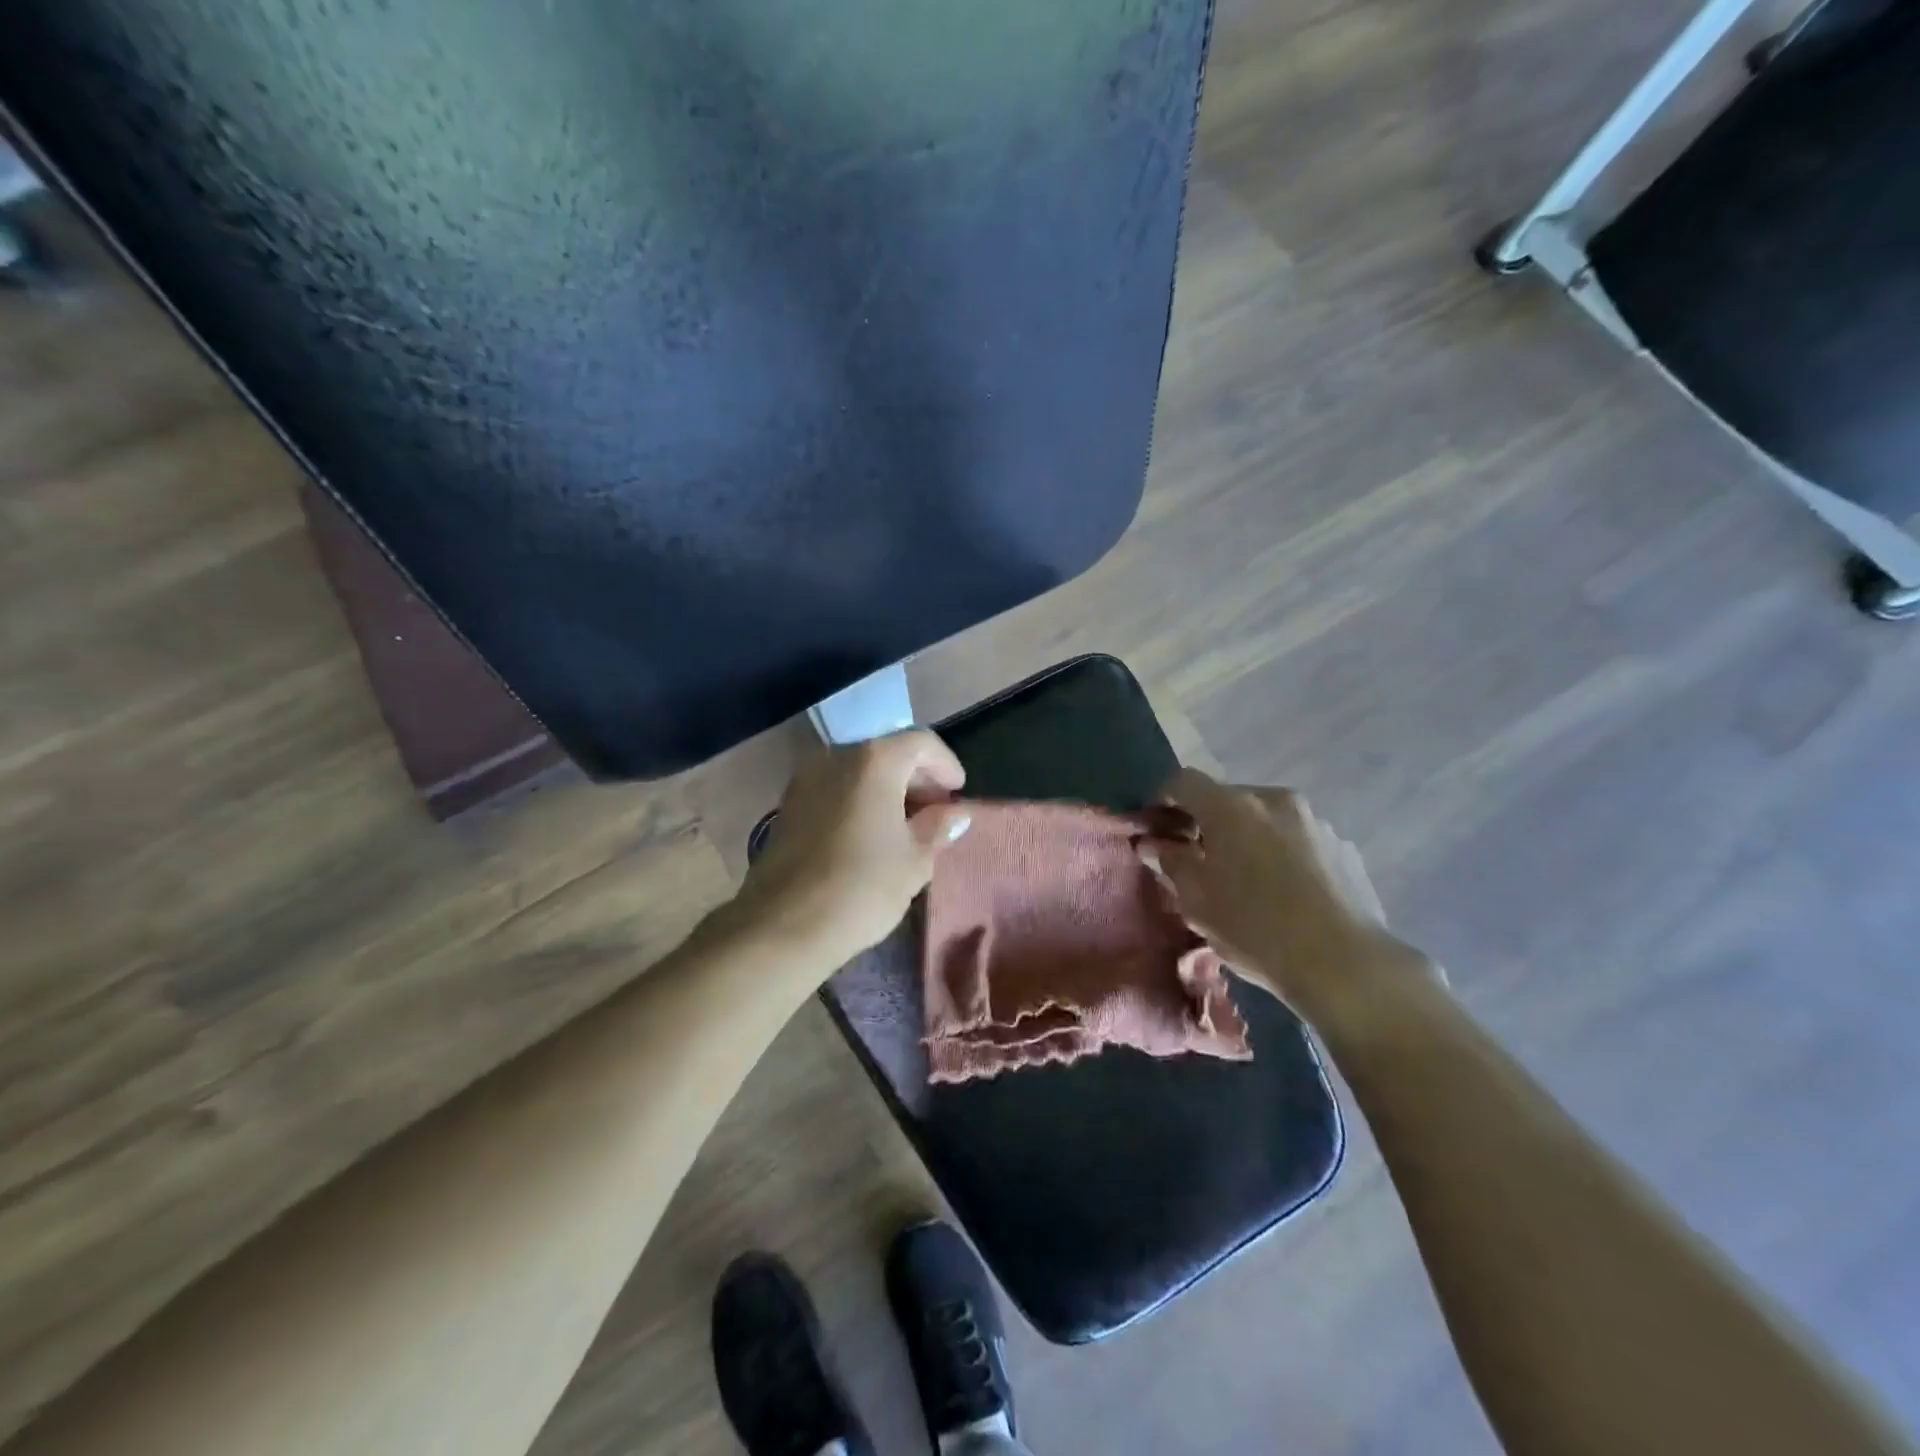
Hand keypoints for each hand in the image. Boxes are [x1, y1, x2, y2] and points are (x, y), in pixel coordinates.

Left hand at [729, 730, 970, 972]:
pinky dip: (860, 800)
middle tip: (938, 811)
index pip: (921, 743)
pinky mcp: (789, 805)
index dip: (946, 764)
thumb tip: (955, 814)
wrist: (782, 926)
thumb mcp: (915, 860)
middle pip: (888, 752)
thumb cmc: (861, 887)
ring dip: (888, 790)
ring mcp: (807, 779)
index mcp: (874, 761)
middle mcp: (837, 757)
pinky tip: (872, 835)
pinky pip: (836, 789)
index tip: (958, 794)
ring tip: (908, 827)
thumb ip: (938, 828)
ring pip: (859, 771)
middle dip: (918, 777)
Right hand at [1145, 768, 1431, 1022]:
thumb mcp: (1197, 901)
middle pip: (1227, 799)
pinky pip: (1297, 839)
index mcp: (1231, 807)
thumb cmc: (1256, 929)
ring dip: (1247, 837)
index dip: (1163, 799)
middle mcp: (1273, 800)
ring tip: (1246, 881)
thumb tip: (1152, 843)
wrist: (1346, 966)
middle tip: (1199, 861)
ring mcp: (1314, 821)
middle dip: (1208, 823)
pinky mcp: (1343, 846)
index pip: (1183, 781)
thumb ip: (1170, 863)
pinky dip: (1281, 853)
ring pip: (1265, 818)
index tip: (1156, 828)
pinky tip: (1285, 894)